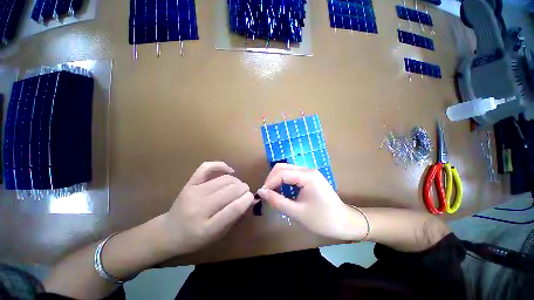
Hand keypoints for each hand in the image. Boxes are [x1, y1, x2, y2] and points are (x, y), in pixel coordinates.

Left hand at [161, 162, 255, 254]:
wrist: (169, 232)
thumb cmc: (195, 238)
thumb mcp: (217, 235)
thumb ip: (234, 217)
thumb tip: (249, 199)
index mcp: (207, 227)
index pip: (234, 209)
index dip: (246, 199)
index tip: (251, 197)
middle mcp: (199, 208)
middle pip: (230, 190)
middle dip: (243, 189)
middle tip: (245, 192)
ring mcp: (193, 192)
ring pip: (224, 179)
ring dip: (236, 181)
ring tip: (238, 186)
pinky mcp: (189, 183)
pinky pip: (207, 167)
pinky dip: (221, 166)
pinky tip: (229, 171)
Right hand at [257, 164, 366, 240]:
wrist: (344, 222)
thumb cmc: (323, 220)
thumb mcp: (297, 212)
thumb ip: (277, 201)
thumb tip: (261, 192)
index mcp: (307, 176)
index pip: (281, 173)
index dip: (269, 183)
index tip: (262, 195)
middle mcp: (307, 170)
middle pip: (282, 167)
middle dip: (271, 179)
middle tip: (266, 194)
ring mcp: (309, 172)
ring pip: (286, 169)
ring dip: (276, 179)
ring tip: (272, 193)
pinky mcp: (309, 177)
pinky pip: (292, 174)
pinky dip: (283, 181)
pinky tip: (281, 191)